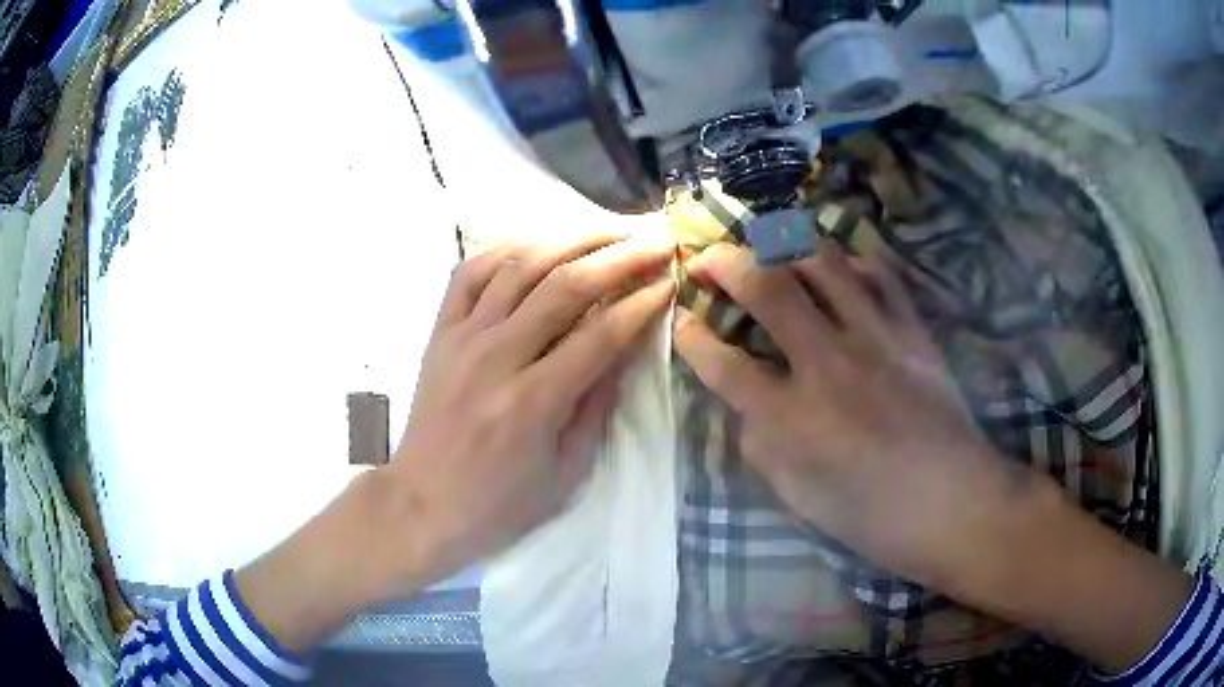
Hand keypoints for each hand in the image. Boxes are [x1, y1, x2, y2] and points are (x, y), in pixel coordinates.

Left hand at [235, 236, 673, 652]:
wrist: (421, 505)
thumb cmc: (499, 505)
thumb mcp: (565, 474)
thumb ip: (597, 405)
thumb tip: (627, 347)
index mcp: (533, 402)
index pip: (601, 333)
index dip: (642, 302)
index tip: (671, 279)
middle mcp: (496, 357)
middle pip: (566, 286)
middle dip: (620, 255)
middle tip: (655, 238)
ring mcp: (461, 338)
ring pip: (520, 265)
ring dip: (571, 237)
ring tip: (610, 227)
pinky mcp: (439, 332)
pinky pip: (469, 272)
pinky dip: (507, 248)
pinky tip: (539, 241)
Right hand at [674, 241, 1011, 588]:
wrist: (954, 504)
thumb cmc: (872, 516)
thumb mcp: (799, 498)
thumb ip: (762, 446)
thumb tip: (749, 404)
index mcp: (793, 419)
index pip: (724, 364)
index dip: (692, 336)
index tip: (682, 319)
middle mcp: (829, 366)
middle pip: (767, 290)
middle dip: (725, 264)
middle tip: (709, 260)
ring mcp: (876, 340)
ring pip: (824, 265)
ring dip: (785, 247)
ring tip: (768, 248)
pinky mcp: (913, 333)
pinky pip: (880, 276)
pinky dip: (852, 262)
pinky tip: (839, 268)